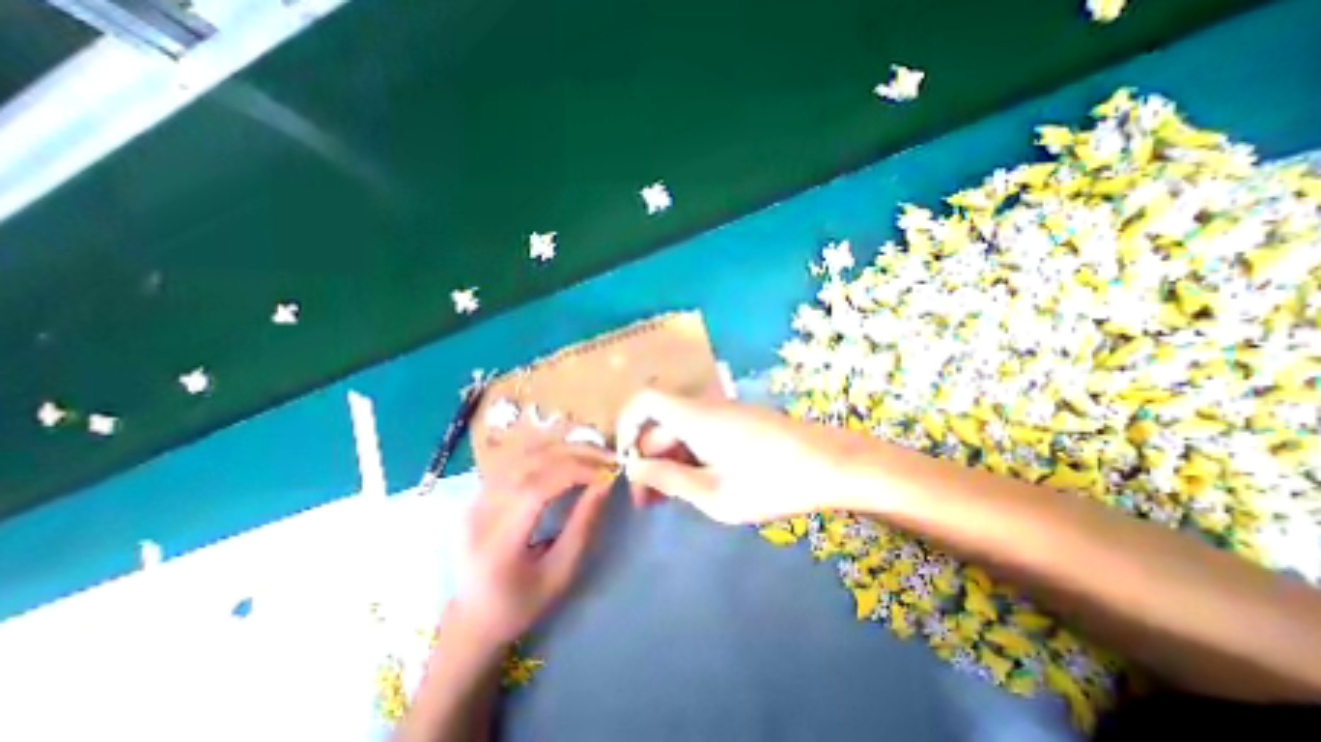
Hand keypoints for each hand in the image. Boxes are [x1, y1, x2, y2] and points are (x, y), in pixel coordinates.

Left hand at [452, 439, 615, 642]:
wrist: (472, 617)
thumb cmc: (521, 604)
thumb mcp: (559, 574)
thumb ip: (583, 526)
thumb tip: (605, 483)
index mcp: (495, 544)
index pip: (536, 488)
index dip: (576, 472)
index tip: (608, 471)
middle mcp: (478, 512)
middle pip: (530, 463)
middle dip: (575, 454)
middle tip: (608, 457)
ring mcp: (474, 497)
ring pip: (524, 454)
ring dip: (564, 447)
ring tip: (594, 453)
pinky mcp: (478, 491)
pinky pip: (518, 459)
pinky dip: (548, 451)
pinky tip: (569, 454)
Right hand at [616, 389, 874, 520]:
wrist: (832, 464)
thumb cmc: (772, 483)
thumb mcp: (714, 494)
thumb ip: (669, 479)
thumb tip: (633, 468)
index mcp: (694, 417)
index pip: (644, 400)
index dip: (626, 425)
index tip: (626, 463)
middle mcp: (705, 407)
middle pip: (661, 424)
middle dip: (648, 459)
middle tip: (647, 502)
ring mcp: (724, 414)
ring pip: (681, 432)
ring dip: (669, 462)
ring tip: (669, 500)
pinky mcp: (738, 423)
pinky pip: (701, 434)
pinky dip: (690, 457)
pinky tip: (697, 487)